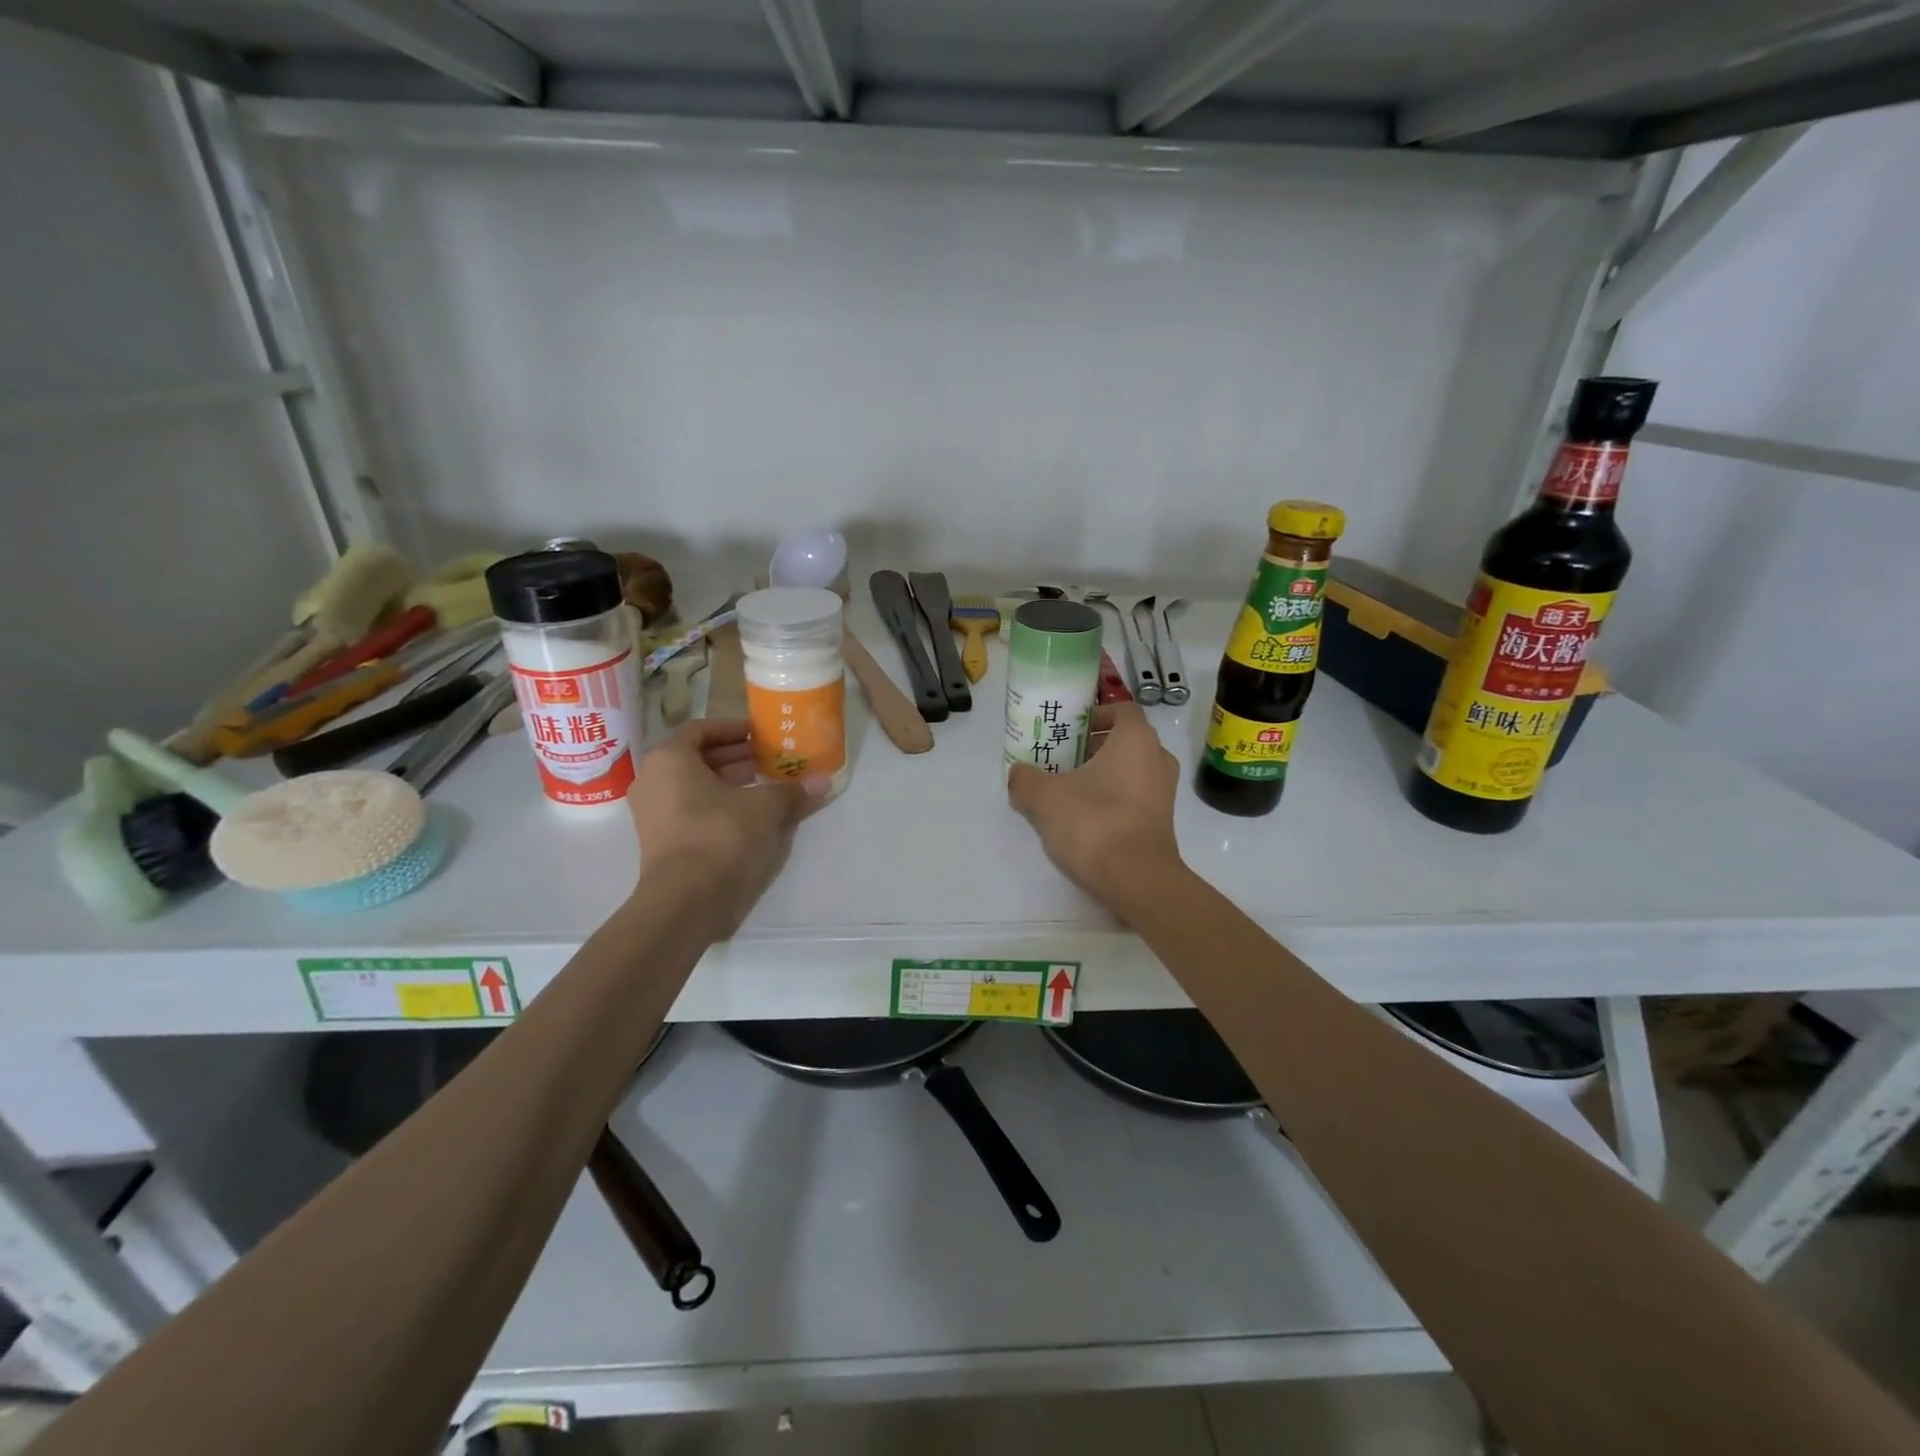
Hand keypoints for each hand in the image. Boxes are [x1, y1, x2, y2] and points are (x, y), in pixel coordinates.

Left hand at [628, 719, 827, 936]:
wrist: (687, 900)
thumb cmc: (720, 835)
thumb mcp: (765, 807)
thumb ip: (792, 790)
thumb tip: (824, 780)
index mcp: (669, 759)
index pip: (701, 730)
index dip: (733, 729)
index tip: (760, 734)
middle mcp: (653, 780)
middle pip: (697, 758)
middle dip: (735, 757)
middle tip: (769, 759)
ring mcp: (653, 814)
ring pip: (694, 786)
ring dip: (729, 782)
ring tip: (765, 784)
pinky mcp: (661, 841)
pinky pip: (691, 810)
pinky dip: (718, 805)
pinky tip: (751, 814)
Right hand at [1007, 702, 1182, 910]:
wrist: (1137, 880)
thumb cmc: (1094, 823)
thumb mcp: (1045, 798)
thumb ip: (1026, 779)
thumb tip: (1018, 775)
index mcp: (1136, 739)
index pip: (1121, 709)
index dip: (1094, 715)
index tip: (1069, 729)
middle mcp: (1158, 758)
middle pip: (1125, 740)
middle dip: (1094, 746)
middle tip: (1061, 758)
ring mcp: (1165, 791)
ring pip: (1131, 769)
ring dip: (1103, 773)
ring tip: (1069, 789)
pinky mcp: (1162, 820)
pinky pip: (1136, 795)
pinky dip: (1114, 797)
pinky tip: (1085, 816)